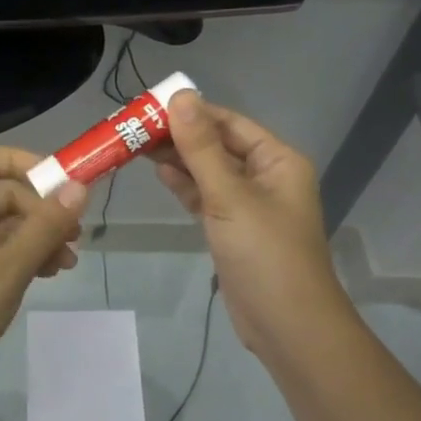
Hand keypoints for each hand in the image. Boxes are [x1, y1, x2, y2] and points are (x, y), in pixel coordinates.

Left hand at [0, 142, 87, 416]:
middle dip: (40, 210)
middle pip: (0, 193)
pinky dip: (17, 257)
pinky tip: (43, 277)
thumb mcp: (7, 271)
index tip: (60, 188)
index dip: (23, 162)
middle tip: (75, 241)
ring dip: (34, 237)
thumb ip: (44, 227)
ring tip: (66, 265)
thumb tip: (79, 186)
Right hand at [152, 92, 351, 364]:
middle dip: (181, 136)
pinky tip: (160, 174)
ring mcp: (250, 204)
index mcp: (277, 160)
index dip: (192, 112)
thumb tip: (180, 96)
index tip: (149, 106)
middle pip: (218, 145)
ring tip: (137, 146)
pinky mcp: (234, 229)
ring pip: (210, 172)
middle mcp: (266, 176)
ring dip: (179, 159)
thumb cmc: (264, 253)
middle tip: (134, 127)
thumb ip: (201, 147)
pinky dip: (186, 186)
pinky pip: (207, 197)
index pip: (229, 122)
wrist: (286, 325)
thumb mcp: (230, 196)